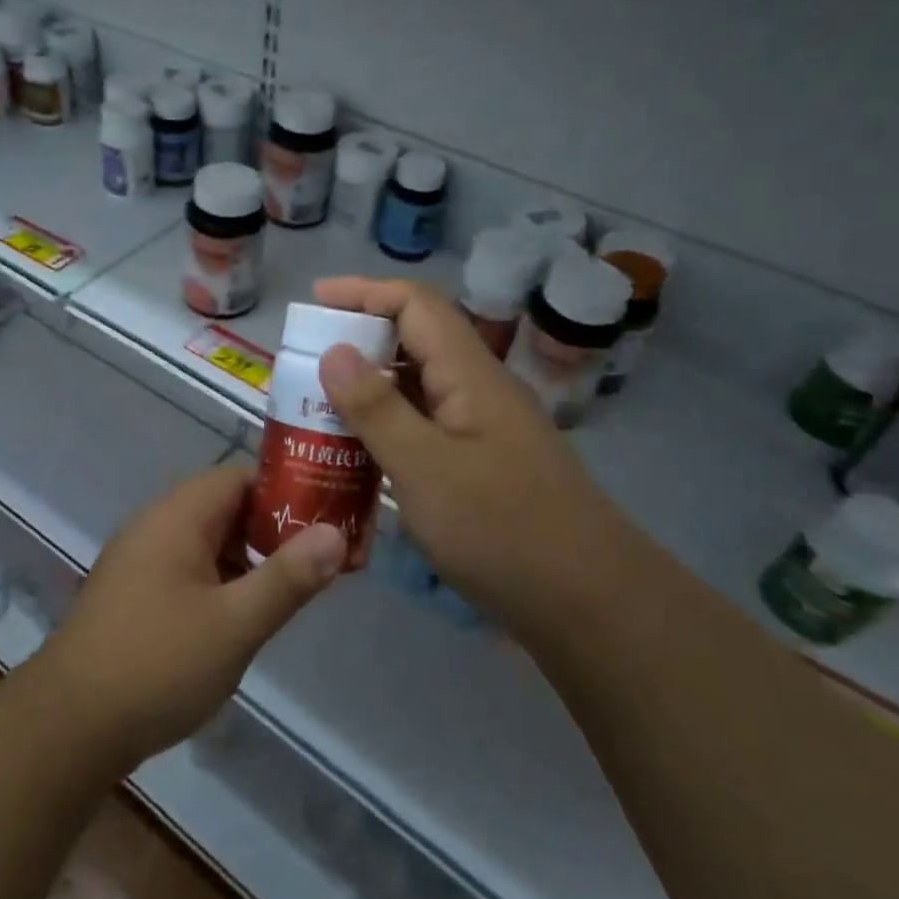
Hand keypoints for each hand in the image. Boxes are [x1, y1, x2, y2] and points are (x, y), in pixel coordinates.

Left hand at [31, 466, 345, 771]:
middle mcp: (155, 525)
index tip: (327, 518)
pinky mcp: (132, 592)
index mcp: (178, 516)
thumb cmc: (159, 664)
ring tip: (291, 589)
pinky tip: (241, 616)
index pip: (241, 476)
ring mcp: (139, 559)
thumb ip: (288, 577)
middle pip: (225, 506)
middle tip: (318, 559)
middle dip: (272, 528)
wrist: (69, 725)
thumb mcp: (236, 624)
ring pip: (206, 540)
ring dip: (247, 557)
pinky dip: (220, 579)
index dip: (287, 490)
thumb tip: (335, 532)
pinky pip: (187, 567)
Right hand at [312, 277, 635, 619]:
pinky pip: (426, 426)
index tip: (314, 302)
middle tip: (306, 363)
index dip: (364, 292)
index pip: (415, 304)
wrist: (592, 606)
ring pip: (419, 387)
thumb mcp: (425, 469)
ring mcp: (484, 428)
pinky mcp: (483, 464)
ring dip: (370, 388)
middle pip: (416, 340)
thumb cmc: (504, 531)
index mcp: (470, 374)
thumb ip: (376, 408)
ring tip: (318, 406)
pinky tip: (359, 454)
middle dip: (359, 340)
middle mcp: (479, 389)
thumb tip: (334, 350)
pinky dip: (388, 427)